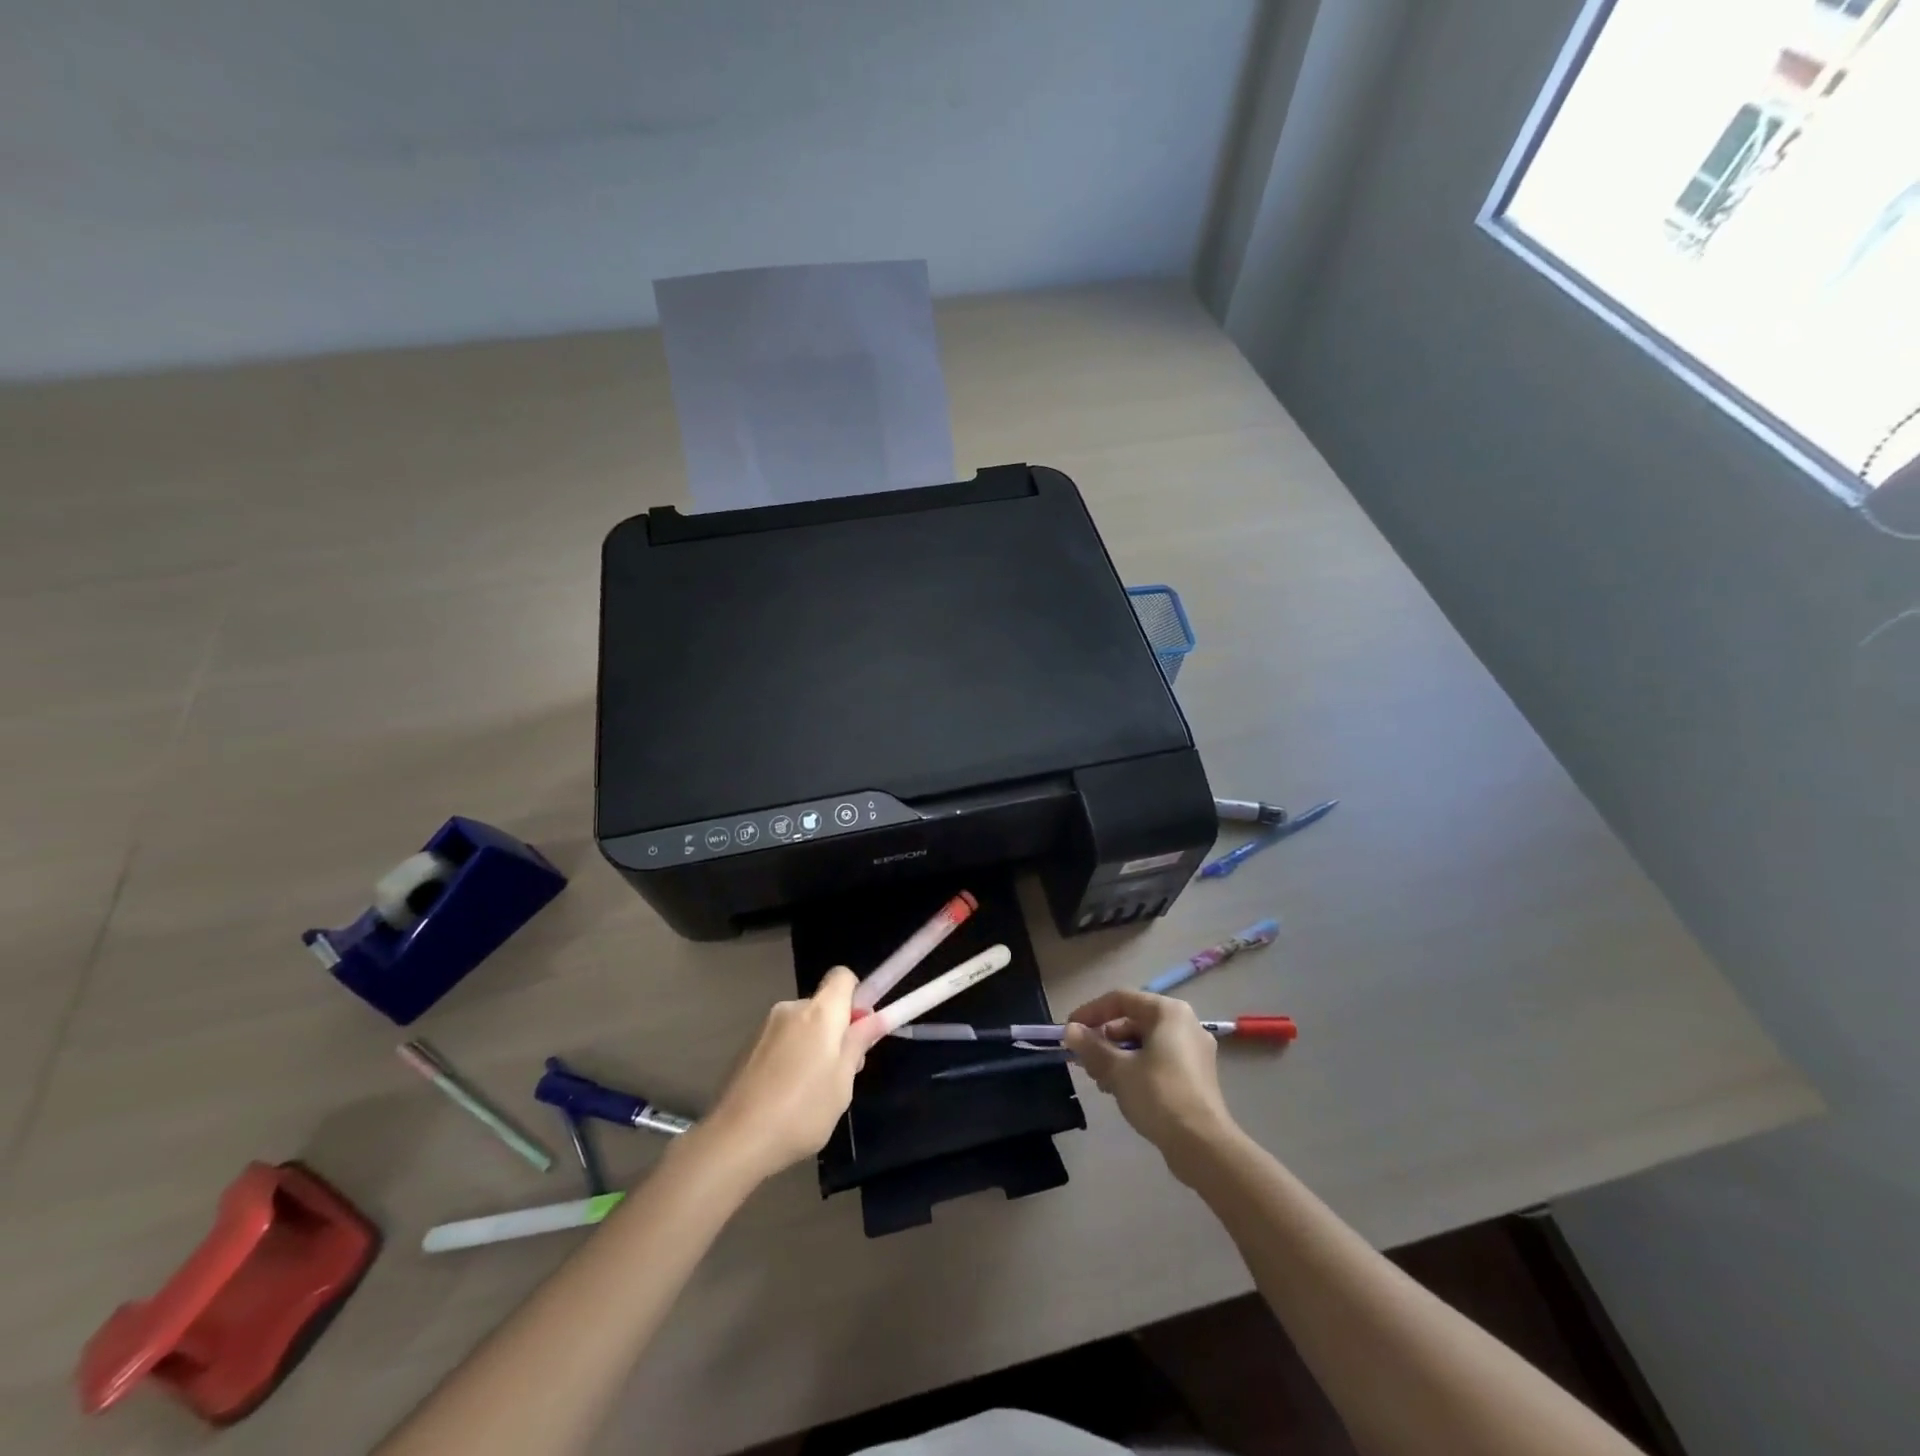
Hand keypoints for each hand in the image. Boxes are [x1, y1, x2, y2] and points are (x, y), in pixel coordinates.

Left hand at [696, 967, 886, 1184]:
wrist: (735, 1140)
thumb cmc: (801, 1111)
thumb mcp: (842, 1082)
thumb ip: (858, 1044)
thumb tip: (876, 1017)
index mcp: (819, 1012)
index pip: (842, 976)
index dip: (856, 997)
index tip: (860, 1030)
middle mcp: (790, 1008)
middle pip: (822, 1004)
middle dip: (836, 1029)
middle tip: (841, 1073)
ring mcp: (765, 1027)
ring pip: (802, 1025)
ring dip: (812, 1045)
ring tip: (810, 1091)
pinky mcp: (747, 1047)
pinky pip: (781, 1040)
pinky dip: (790, 1057)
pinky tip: (784, 1095)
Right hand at [1063, 990, 1238, 1177]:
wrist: (1204, 1146)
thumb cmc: (1159, 1095)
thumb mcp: (1118, 1070)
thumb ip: (1091, 1046)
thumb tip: (1070, 1030)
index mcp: (1168, 1012)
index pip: (1121, 999)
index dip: (1091, 1012)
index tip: (1069, 1030)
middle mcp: (1185, 1023)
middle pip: (1134, 1020)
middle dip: (1104, 1038)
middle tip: (1083, 1059)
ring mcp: (1194, 1050)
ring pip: (1145, 1042)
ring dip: (1117, 1056)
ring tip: (1099, 1079)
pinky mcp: (1196, 1075)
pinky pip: (1159, 1059)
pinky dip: (1137, 1068)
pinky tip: (1121, 1090)